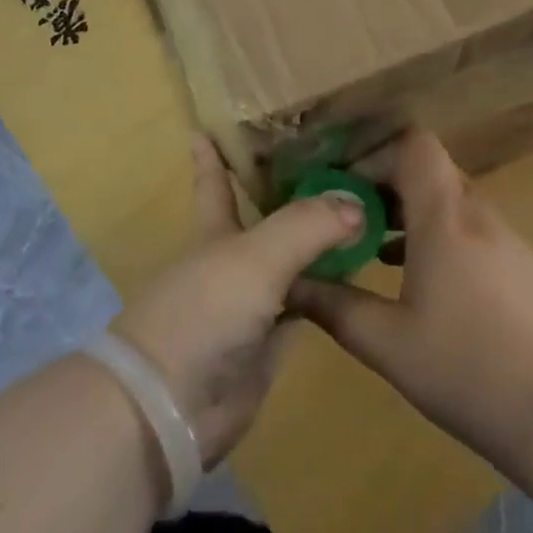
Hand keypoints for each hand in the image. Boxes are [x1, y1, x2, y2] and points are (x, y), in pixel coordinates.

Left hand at [111, 137, 366, 467]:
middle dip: (290, 193)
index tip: (210, 125)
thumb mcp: (256, 257)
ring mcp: (251, 304)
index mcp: (216, 232)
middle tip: (333, 162)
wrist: (172, 407)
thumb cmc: (204, 312)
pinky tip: (357, 275)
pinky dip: (328, 293)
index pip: (216, 182)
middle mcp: (233, 261)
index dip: (213, 155)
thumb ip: (307, 225)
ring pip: (291, 262)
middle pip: (266, 219)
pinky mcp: (269, 344)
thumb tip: (357, 203)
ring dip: (318, 243)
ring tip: (360, 211)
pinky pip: (306, 308)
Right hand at [289, 128, 532, 481]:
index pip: (414, 144)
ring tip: (373, 251)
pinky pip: (471, 231)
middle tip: (347, 220)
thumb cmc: (471, 369)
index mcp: (444, 216)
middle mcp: (478, 214)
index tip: (341, 185)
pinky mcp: (524, 269)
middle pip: (429, 171)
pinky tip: (421, 285)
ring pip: (450, 203)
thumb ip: (336, 308)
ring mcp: (507, 241)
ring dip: (411, 215)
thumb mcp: (389, 344)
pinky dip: (439, 239)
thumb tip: (292, 286)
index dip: (375, 152)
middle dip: (384, 186)